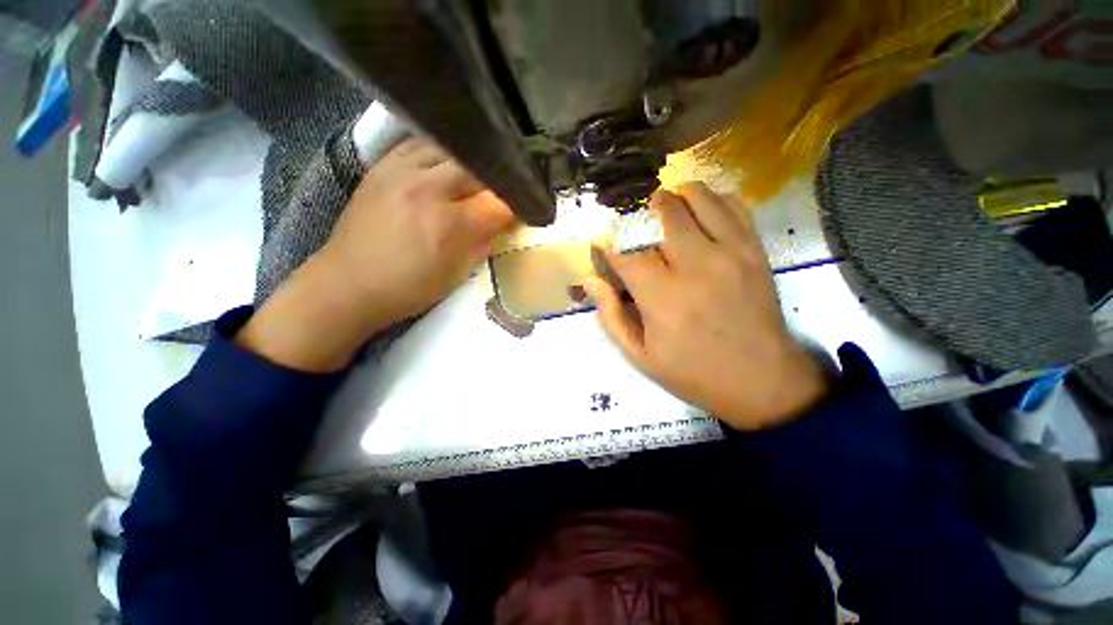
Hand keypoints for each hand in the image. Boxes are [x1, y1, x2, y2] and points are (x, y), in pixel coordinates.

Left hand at [237, 138, 516, 371]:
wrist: (348, 283)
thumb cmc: (410, 288)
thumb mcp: (458, 273)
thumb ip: (485, 241)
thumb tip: (504, 220)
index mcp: (449, 224)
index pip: (499, 202)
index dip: (518, 206)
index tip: (524, 211)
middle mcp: (428, 188)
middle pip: (479, 168)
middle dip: (498, 181)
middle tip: (503, 193)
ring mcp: (401, 171)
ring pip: (452, 149)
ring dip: (472, 163)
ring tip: (478, 177)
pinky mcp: (383, 165)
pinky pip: (421, 144)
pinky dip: (443, 152)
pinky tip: (447, 164)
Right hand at [584, 183, 827, 430]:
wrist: (762, 381)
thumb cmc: (693, 372)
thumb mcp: (640, 356)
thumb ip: (611, 315)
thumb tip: (591, 280)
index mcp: (663, 297)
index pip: (625, 250)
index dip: (609, 243)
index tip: (605, 246)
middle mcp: (697, 265)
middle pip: (662, 211)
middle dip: (640, 214)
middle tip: (635, 229)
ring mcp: (731, 252)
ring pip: (697, 196)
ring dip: (673, 198)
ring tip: (663, 216)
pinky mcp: (755, 249)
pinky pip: (732, 204)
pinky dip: (710, 200)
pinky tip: (699, 216)